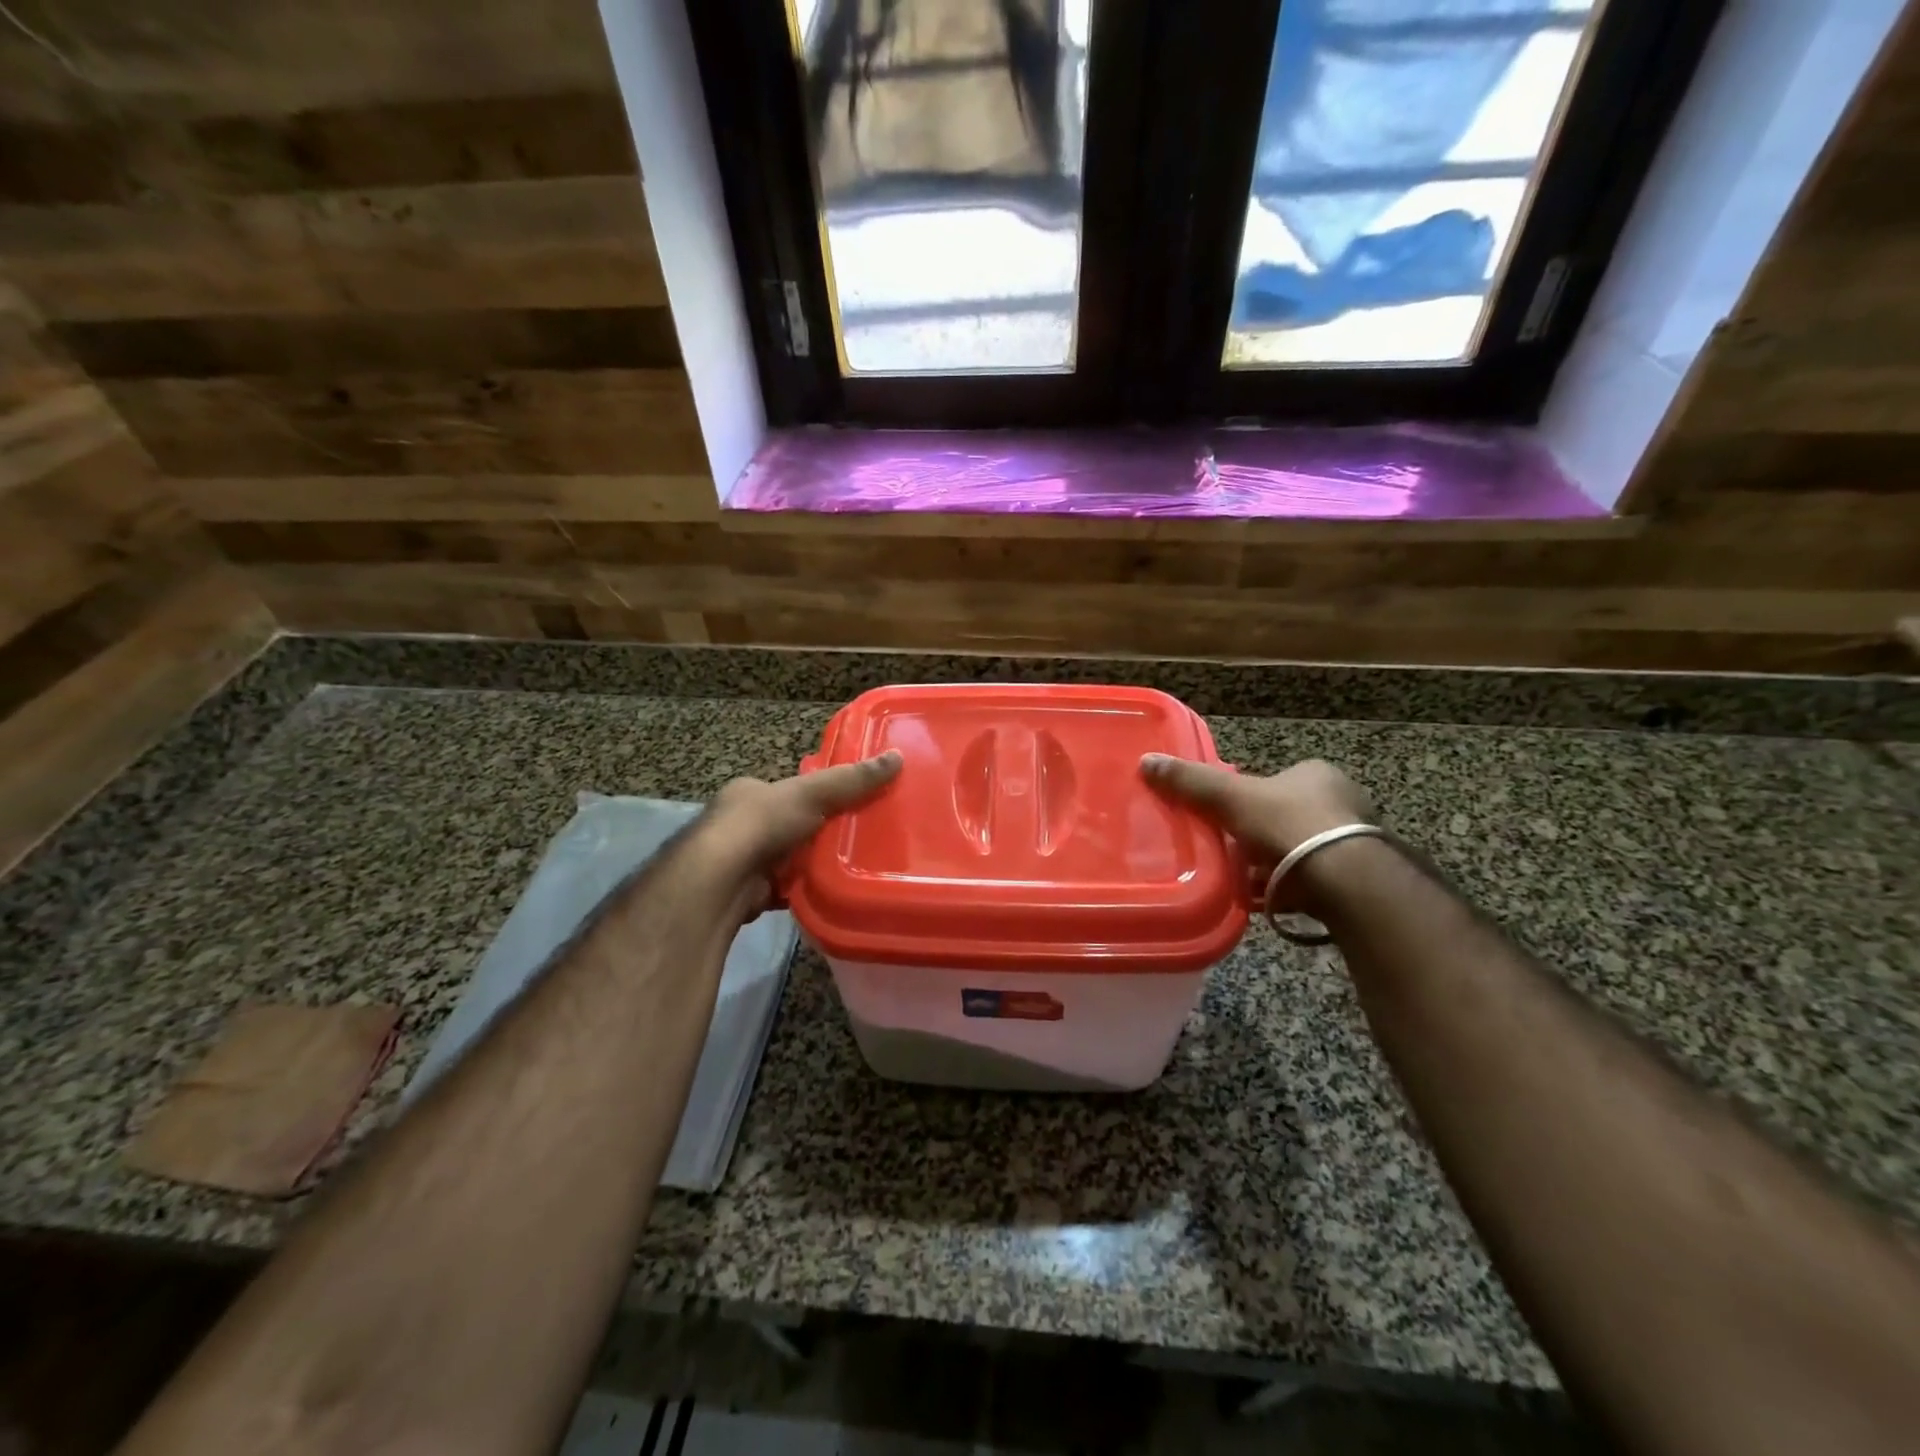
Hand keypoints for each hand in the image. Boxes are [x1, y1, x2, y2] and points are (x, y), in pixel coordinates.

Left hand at [698, 750, 904, 891]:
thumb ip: (851, 779)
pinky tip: (828, 893)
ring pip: (787, 859)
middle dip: (816, 833)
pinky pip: (784, 889)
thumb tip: (897, 756)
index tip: (848, 805)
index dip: (816, 796)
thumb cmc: (762, 823)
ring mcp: (741, 861)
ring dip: (810, 864)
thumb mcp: (812, 793)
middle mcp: (739, 824)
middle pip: (790, 825)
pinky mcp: (747, 893)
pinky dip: (803, 890)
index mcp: (749, 793)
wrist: (722, 880)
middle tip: (857, 838)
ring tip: (853, 866)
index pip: (788, 791)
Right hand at [1141, 755, 1373, 905]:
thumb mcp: (1231, 798)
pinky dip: (1288, 890)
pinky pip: (1311, 881)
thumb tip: (1147, 761)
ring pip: (1299, 851)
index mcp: (1316, 774)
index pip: (1275, 781)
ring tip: (1241, 881)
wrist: (1345, 879)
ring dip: (1273, 866)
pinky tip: (1265, 902)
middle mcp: (1341, 802)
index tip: (1227, 817)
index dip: (1249, 798)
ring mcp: (1352, 842)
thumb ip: (1192, 782)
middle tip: (1230, 852)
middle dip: (1259, 836)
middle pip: (1286, 817)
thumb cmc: (1289, 824)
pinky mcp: (1355, 879)